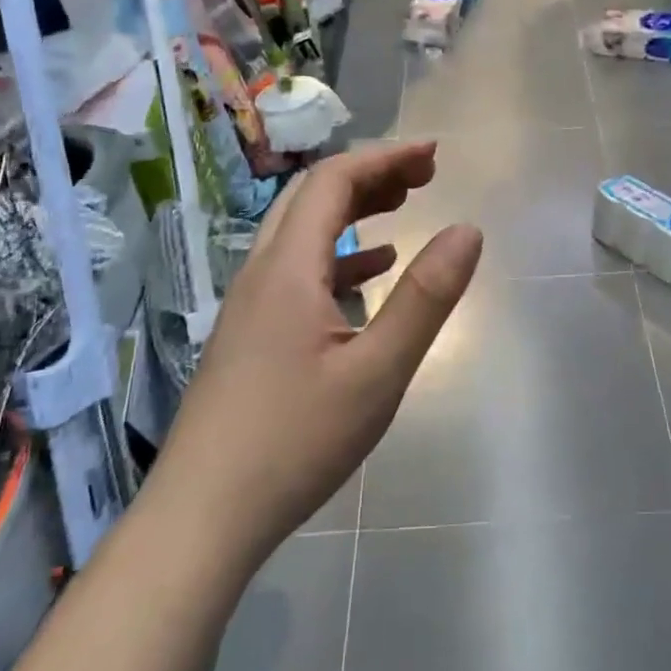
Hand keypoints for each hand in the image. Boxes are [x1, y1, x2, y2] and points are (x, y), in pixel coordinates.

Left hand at [154, 142, 481, 579]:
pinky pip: (297, 271)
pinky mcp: (249, 335)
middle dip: (370, 176)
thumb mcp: (377, 372)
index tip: (435, 155)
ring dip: (353, 212)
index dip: (386, 158)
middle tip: (424, 177)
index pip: (334, 182)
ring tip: (403, 209)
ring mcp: (249, 305)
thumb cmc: (295, 441)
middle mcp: (261, 273)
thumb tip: (468, 231)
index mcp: (288, 268)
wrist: (202, 515)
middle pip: (313, 198)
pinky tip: (369, 275)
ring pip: (302, 234)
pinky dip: (339, 256)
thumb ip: (425, 298)